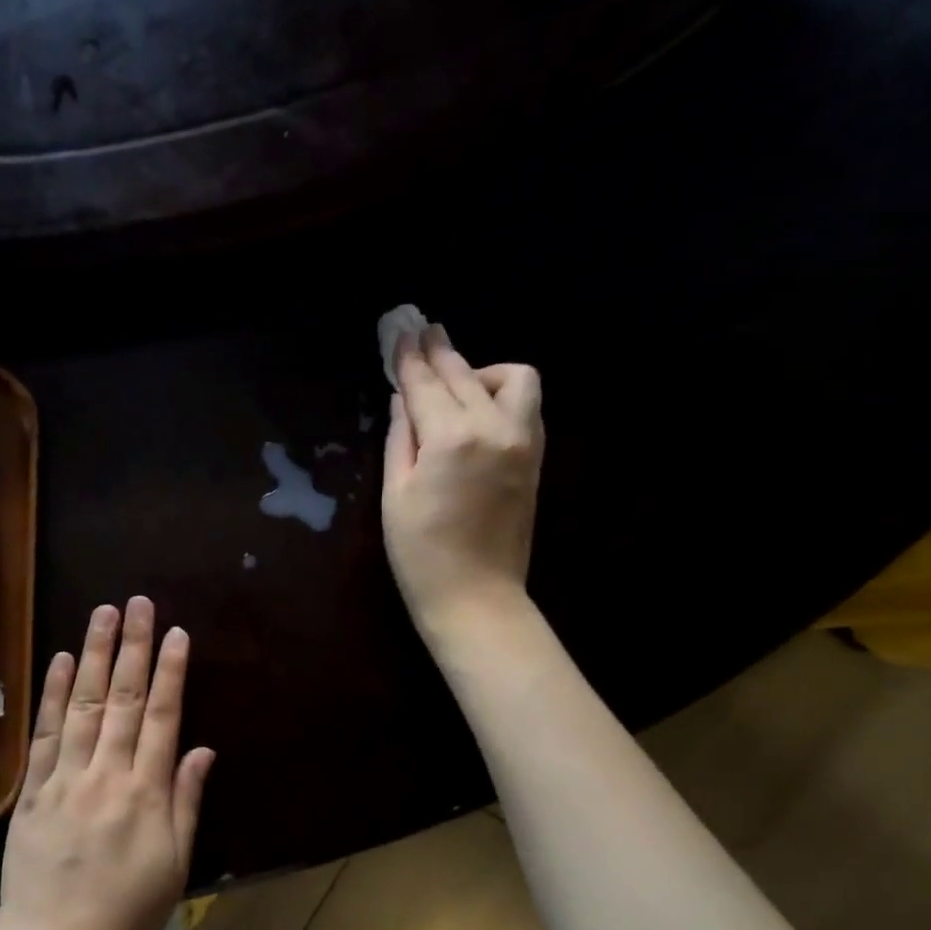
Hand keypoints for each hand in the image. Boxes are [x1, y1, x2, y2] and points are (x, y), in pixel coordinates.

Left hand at [0, 597, 214, 929]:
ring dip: (97, 654)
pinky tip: (63, 659)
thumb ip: (186, 802)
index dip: (171, 672)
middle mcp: (107, 774)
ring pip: (86, 704)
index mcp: (146, 794)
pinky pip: (46, 733)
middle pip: (125, 699)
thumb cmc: (124, 917)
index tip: (177, 633)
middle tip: (139, 602)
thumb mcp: (173, 868)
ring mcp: (65, 778)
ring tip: (103, 613)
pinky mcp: (33, 790)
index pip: (163, 717)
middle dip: (135, 647)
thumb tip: (202, 749)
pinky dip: (54, 693)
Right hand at [383, 323, 544, 639]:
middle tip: (421, 332)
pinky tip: (477, 407)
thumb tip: (404, 399)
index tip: (400, 334)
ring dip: (481, 371)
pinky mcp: (534, 457)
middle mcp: (493, 428)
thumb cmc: (420, 553)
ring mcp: (522, 441)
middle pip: (464, 375)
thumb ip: (401, 437)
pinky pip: (525, 405)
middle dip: (439, 352)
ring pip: (512, 379)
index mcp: (451, 438)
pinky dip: (501, 394)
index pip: (425, 385)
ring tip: (455, 382)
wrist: (477, 597)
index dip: (409, 359)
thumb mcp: (395, 493)